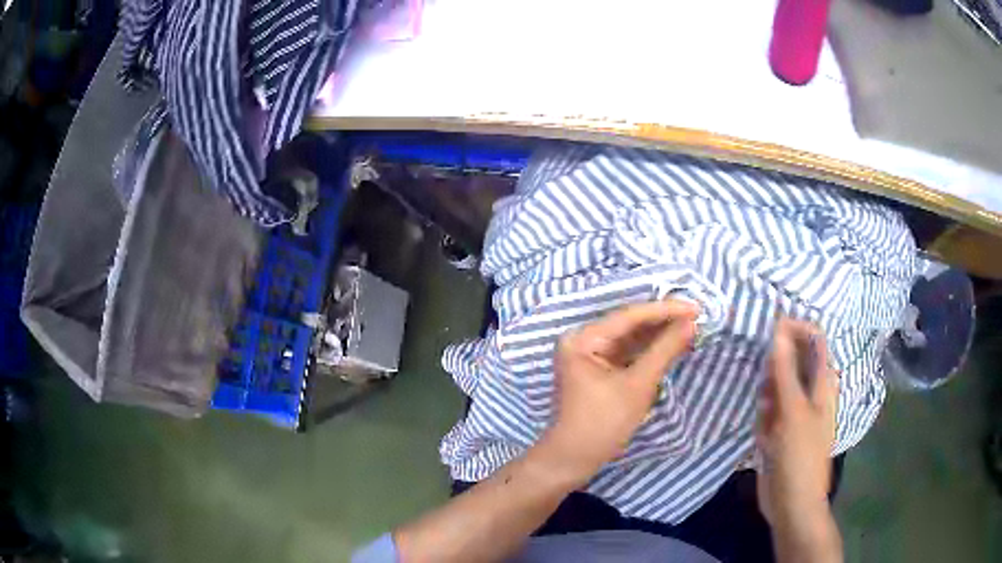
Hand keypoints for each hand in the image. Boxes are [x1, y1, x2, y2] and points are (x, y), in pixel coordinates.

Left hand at [537, 299, 698, 485]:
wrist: (575, 459)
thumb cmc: (603, 423)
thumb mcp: (638, 386)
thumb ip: (664, 350)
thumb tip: (691, 323)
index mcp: (582, 339)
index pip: (629, 316)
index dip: (665, 310)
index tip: (695, 307)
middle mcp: (582, 340)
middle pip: (629, 325)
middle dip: (663, 322)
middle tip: (697, 316)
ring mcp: (588, 354)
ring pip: (630, 338)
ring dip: (658, 335)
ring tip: (690, 327)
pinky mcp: (597, 368)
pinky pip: (626, 352)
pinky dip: (648, 350)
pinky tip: (671, 344)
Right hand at [756, 318, 838, 529]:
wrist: (791, 503)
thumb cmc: (799, 456)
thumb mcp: (792, 411)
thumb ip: (785, 371)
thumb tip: (778, 330)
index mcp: (823, 383)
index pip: (815, 339)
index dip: (795, 329)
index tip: (770, 330)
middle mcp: (811, 391)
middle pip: (793, 360)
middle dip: (775, 369)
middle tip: (768, 391)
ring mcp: (795, 410)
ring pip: (777, 385)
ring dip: (767, 397)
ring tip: (767, 419)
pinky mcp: (781, 427)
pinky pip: (768, 409)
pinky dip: (763, 417)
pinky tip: (763, 436)